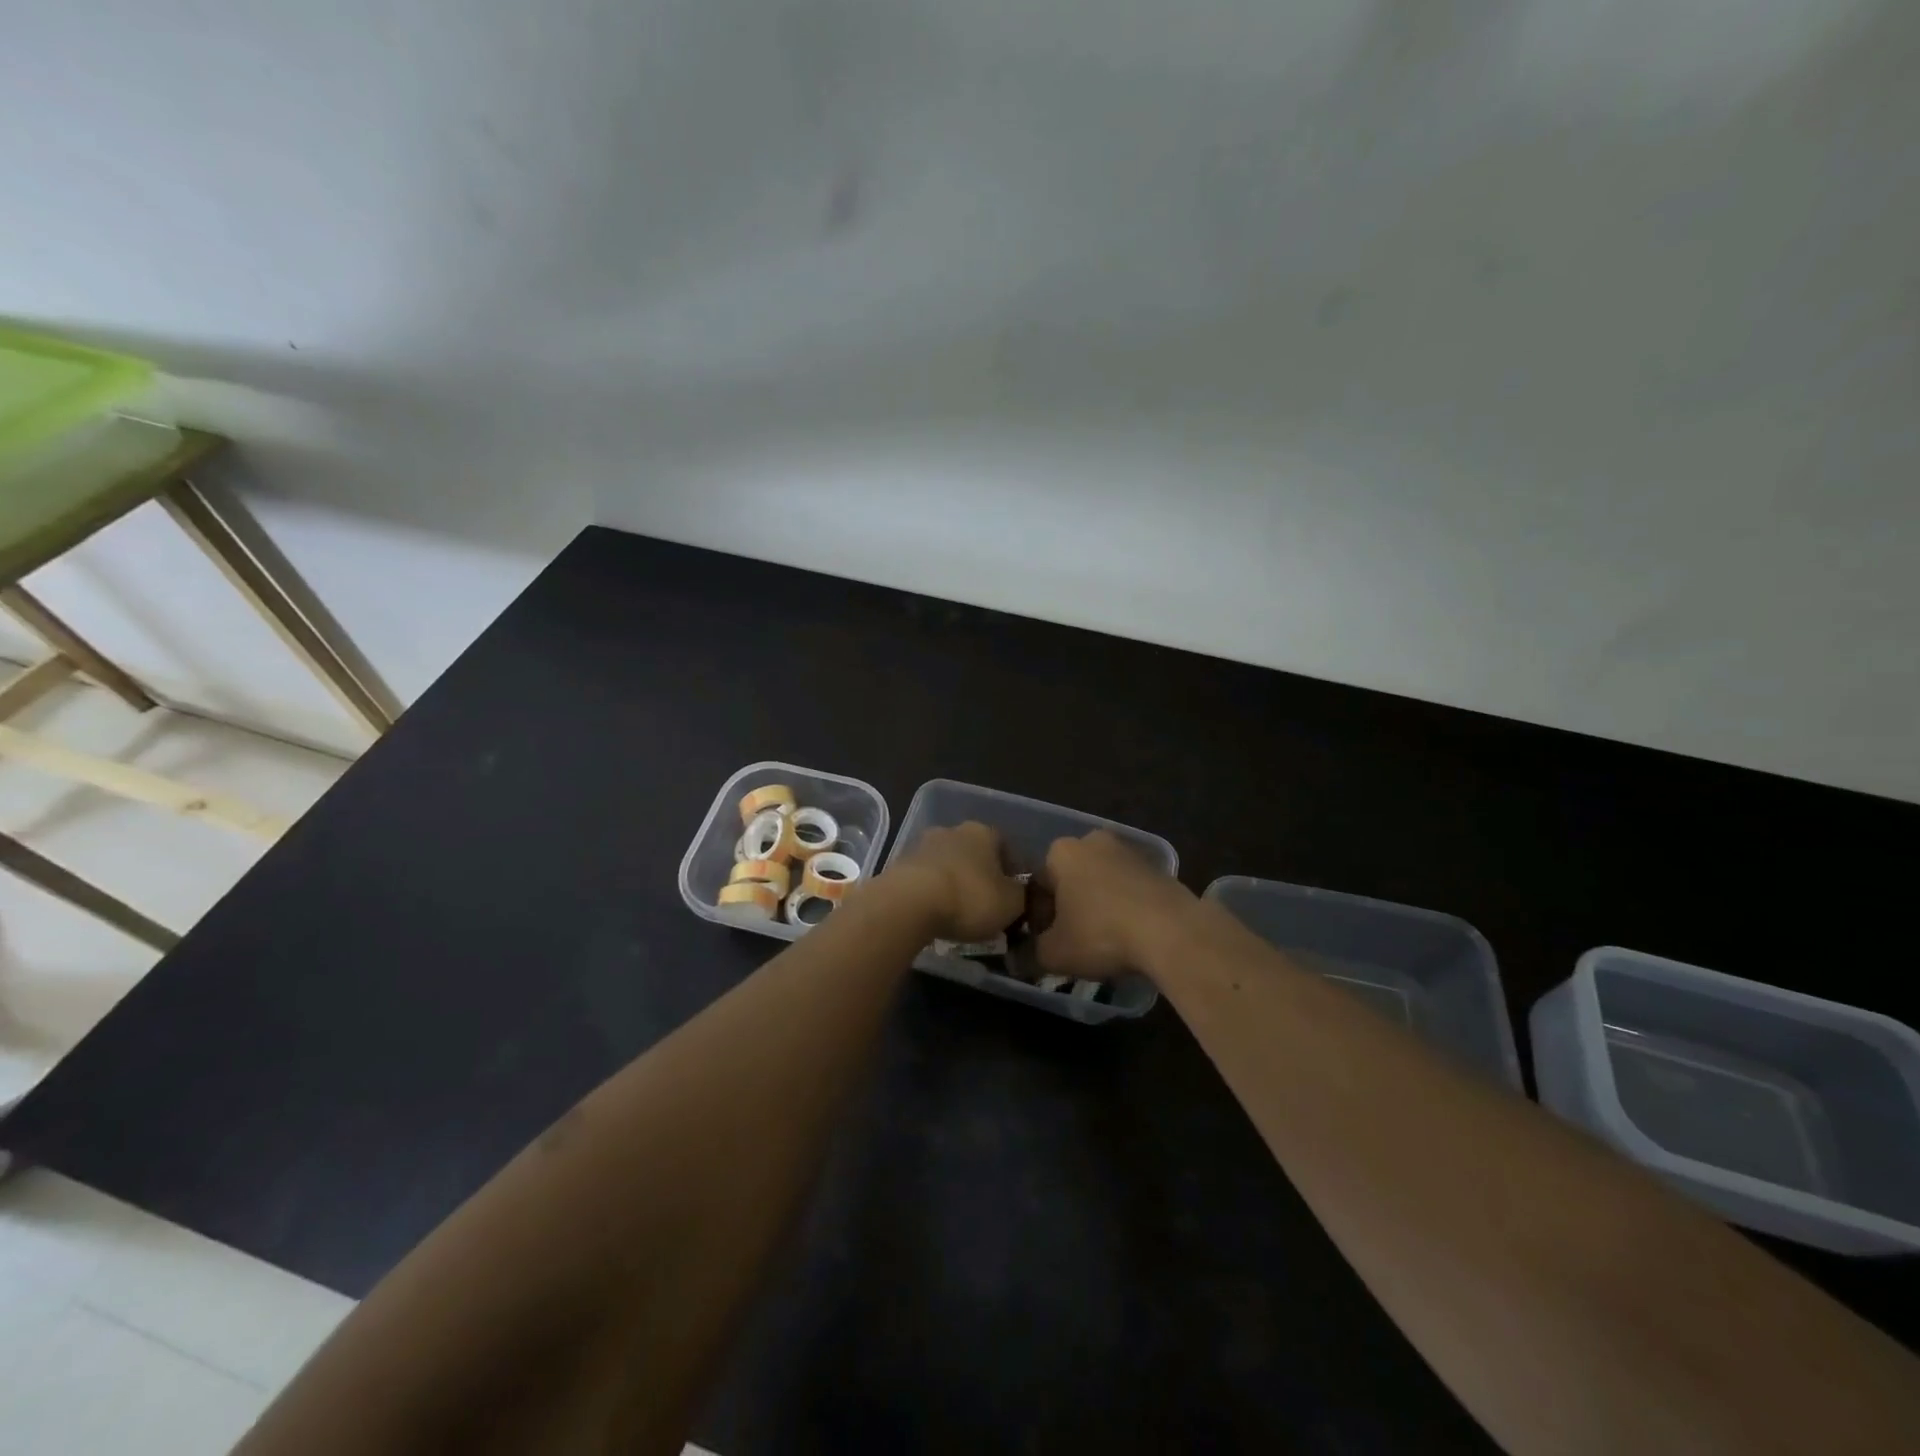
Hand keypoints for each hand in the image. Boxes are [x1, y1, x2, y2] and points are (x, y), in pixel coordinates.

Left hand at [885, 822, 1025, 942]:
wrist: (909, 903)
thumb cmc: (969, 898)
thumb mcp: (1012, 903)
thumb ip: (1022, 895)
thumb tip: (1020, 893)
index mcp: (984, 832)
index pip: (1006, 847)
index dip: (1012, 873)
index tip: (1014, 898)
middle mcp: (953, 830)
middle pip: (974, 854)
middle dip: (981, 877)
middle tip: (986, 906)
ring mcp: (922, 845)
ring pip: (947, 865)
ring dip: (954, 883)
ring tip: (958, 914)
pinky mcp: (900, 864)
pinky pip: (925, 879)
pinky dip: (932, 893)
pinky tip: (935, 915)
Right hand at [1033, 831, 1195, 978]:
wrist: (1172, 932)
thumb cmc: (1101, 934)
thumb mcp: (1054, 953)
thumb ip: (1030, 953)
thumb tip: (1021, 957)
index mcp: (1061, 851)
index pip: (1037, 885)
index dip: (1038, 918)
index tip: (1047, 942)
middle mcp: (1092, 840)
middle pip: (1069, 879)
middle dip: (1068, 907)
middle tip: (1074, 942)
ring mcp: (1128, 851)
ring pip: (1100, 883)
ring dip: (1097, 906)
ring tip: (1105, 942)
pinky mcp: (1157, 867)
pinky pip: (1128, 889)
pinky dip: (1124, 907)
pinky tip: (1130, 935)